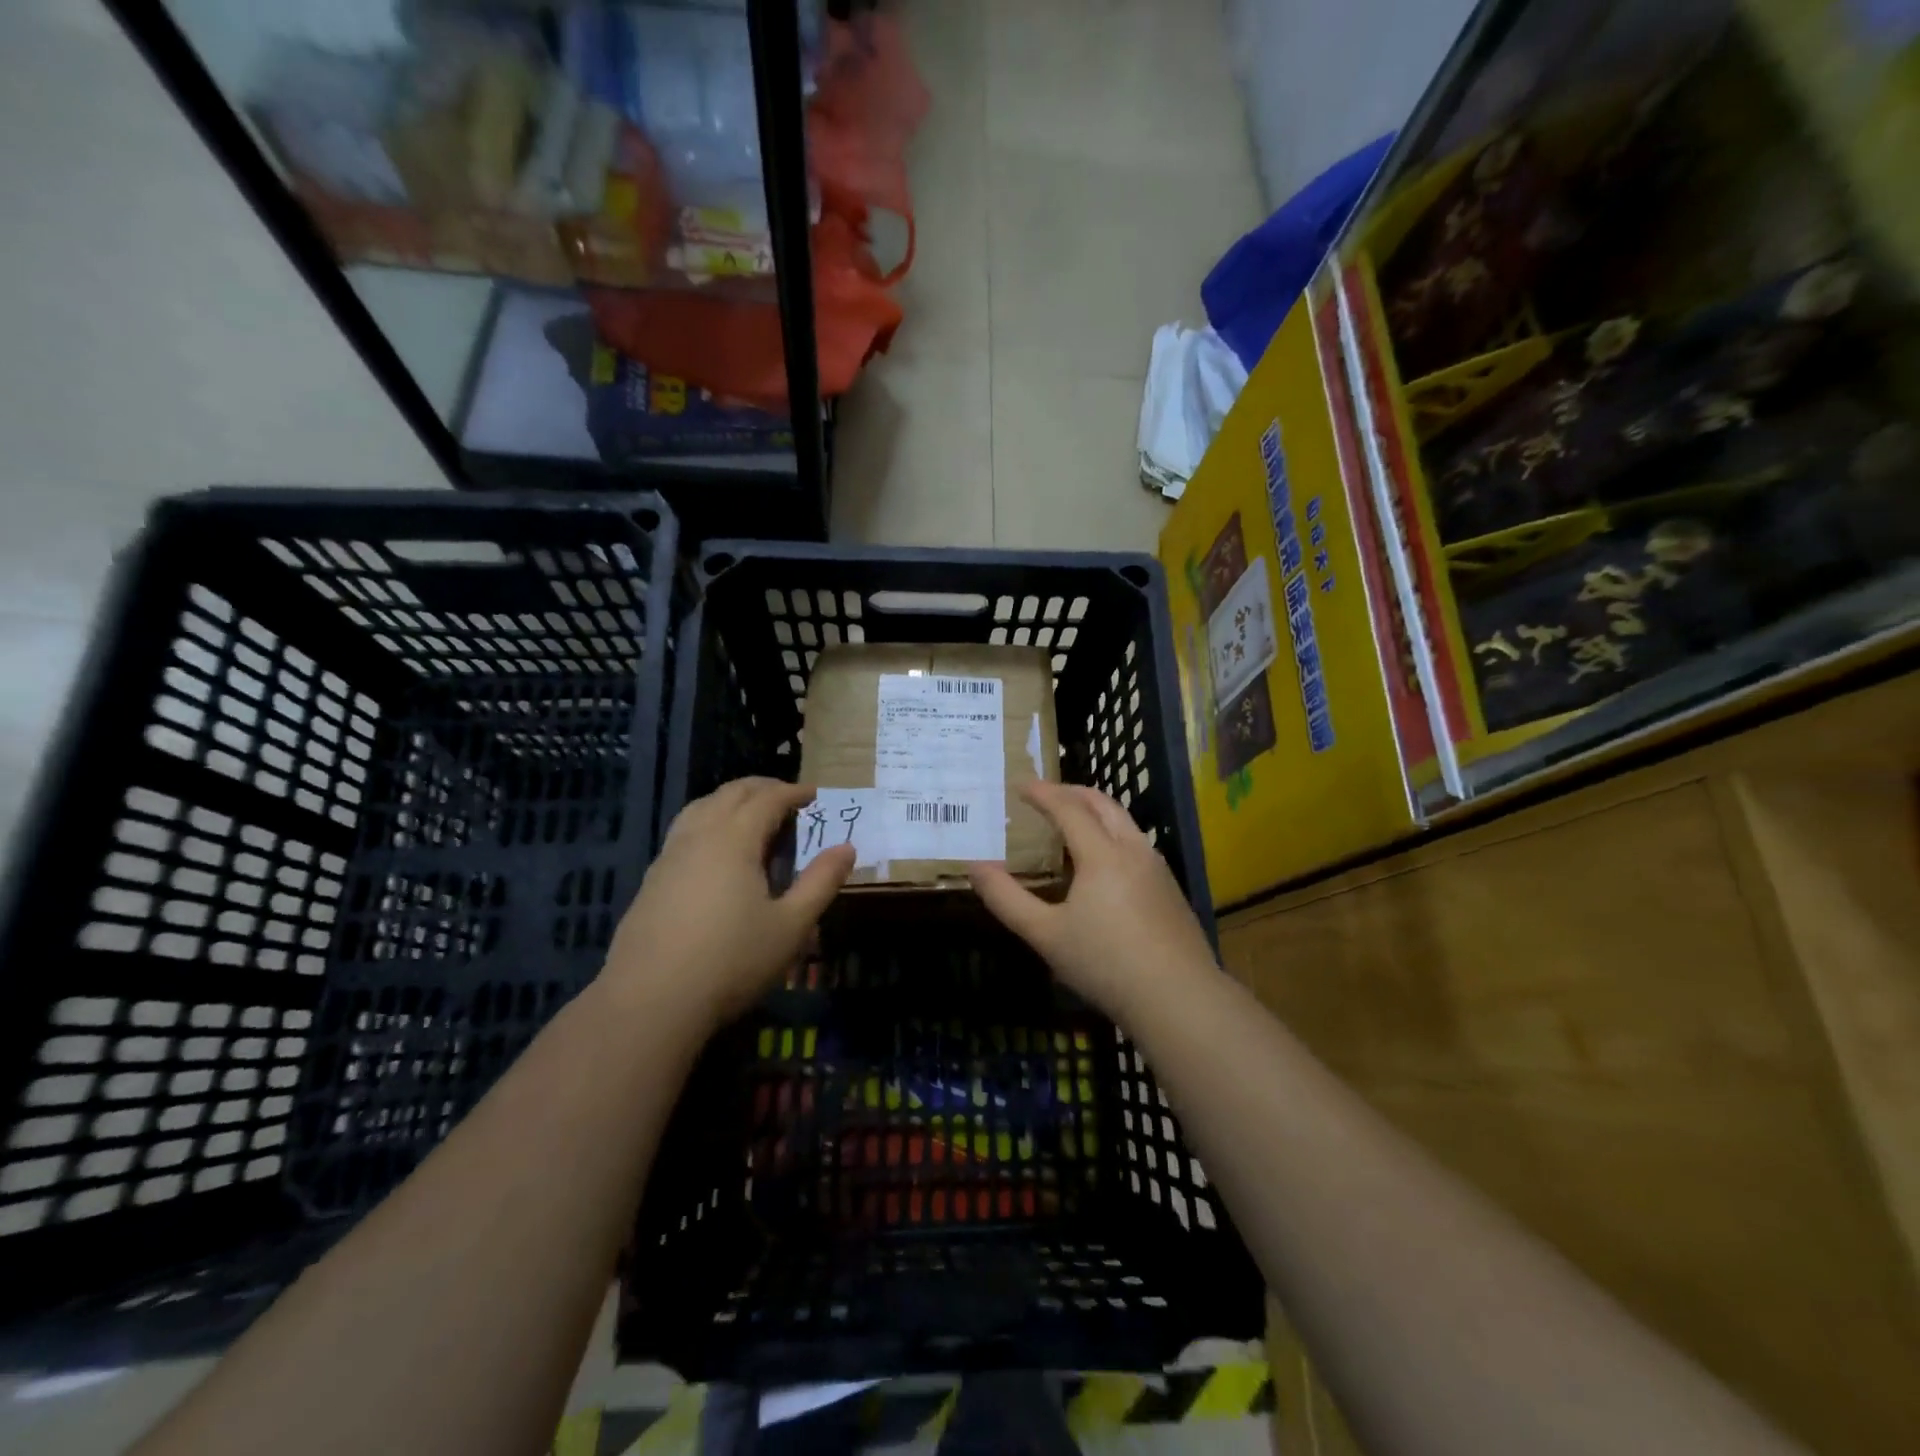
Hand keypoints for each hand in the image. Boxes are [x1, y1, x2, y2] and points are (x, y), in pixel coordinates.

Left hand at [603, 778, 854, 1028]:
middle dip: (761, 788)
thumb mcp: (791, 926)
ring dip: (730, 801)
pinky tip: (714, 852)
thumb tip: (847, 848)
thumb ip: (821, 882)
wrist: (650, 1002)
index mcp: (734, 839)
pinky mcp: (651, 881)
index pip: (767, 799)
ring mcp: (668, 858)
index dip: (793, 792)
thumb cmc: (731, 961)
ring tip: (750, 814)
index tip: (814, 794)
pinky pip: (684, 832)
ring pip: (700, 808)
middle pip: (730, 794)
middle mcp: (698, 836)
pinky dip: (708, 822)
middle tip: (787, 797)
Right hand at [968, 782, 1215, 1021]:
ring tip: (1071, 822)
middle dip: (1071, 792)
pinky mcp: (1170, 889)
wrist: (1179, 998)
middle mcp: (1133, 849)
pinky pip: (1136, 843)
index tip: (1020, 784)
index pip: (1068, 808)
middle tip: (1045, 794)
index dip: (1042, 793)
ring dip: (1095, 811)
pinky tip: (1102, 863)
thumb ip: (1007, 899)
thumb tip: (976, 867)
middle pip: (1102, 804)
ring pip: (1124, 822)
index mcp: (1102, 854)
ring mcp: (1157, 868)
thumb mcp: (1045, 935)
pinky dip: (1112, 834)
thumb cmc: (1105, 964)